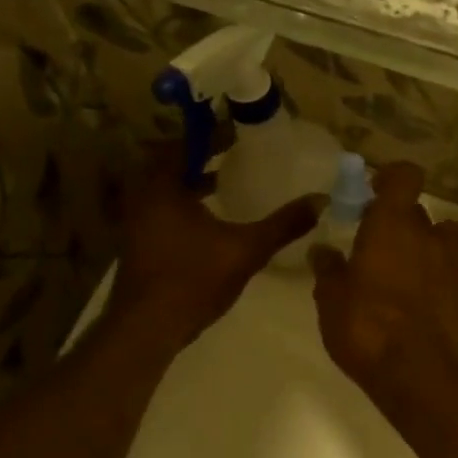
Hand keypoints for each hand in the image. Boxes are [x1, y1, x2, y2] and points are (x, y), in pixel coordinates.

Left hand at [103, 142, 317, 350]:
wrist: (148, 327)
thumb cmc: (194, 279)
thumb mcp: (246, 249)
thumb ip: (283, 225)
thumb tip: (321, 201)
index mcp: (163, 187)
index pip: (185, 144)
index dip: (212, 135)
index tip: (237, 131)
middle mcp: (143, 197)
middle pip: (171, 164)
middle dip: (202, 158)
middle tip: (233, 153)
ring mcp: (136, 222)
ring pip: (165, 189)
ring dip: (192, 183)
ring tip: (225, 182)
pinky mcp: (139, 244)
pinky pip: (162, 210)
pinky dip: (184, 205)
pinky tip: (209, 221)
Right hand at [310, 161, 457, 413]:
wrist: (419, 375)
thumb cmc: (367, 329)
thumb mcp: (332, 300)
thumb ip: (328, 270)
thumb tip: (322, 250)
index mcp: (392, 225)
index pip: (404, 177)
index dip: (392, 178)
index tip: (375, 191)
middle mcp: (428, 236)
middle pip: (418, 212)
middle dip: (399, 222)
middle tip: (376, 244)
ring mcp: (452, 265)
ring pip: (441, 239)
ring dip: (424, 246)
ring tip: (403, 269)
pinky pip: (450, 270)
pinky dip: (436, 275)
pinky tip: (417, 299)